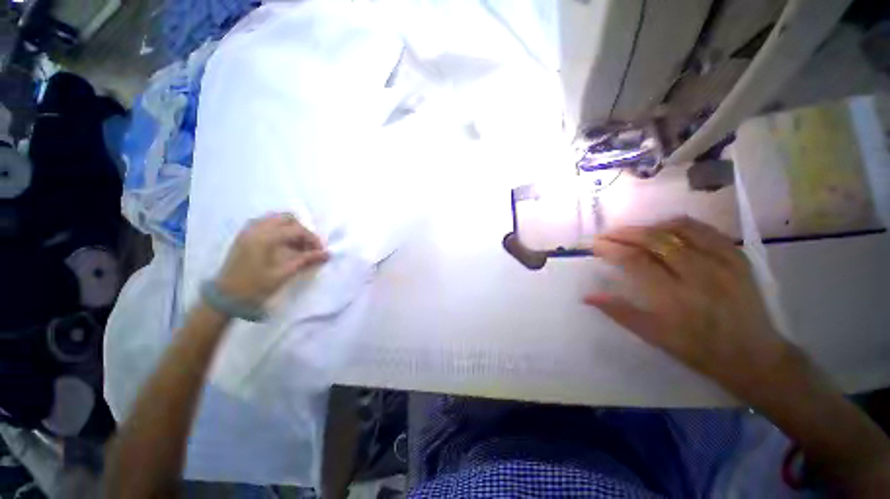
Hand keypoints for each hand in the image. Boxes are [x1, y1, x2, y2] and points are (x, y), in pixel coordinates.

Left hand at [216, 213, 328, 305]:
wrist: (225, 296)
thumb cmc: (255, 286)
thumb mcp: (283, 274)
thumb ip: (306, 260)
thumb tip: (327, 254)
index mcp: (265, 238)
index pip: (297, 229)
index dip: (313, 239)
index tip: (320, 252)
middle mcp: (256, 229)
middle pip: (288, 218)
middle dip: (302, 231)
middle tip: (308, 247)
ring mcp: (248, 230)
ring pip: (277, 219)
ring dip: (291, 229)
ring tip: (297, 246)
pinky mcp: (245, 235)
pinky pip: (266, 223)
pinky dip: (279, 230)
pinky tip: (283, 245)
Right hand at [584, 217, 790, 395]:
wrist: (755, 356)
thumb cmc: (699, 350)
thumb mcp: (656, 337)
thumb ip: (619, 312)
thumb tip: (587, 295)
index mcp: (676, 298)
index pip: (636, 261)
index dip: (612, 249)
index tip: (596, 245)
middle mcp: (700, 275)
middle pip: (656, 240)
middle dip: (625, 233)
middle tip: (608, 234)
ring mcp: (723, 263)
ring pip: (679, 230)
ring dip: (649, 227)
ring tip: (632, 231)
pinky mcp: (738, 258)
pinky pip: (705, 230)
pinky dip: (680, 224)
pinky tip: (665, 227)